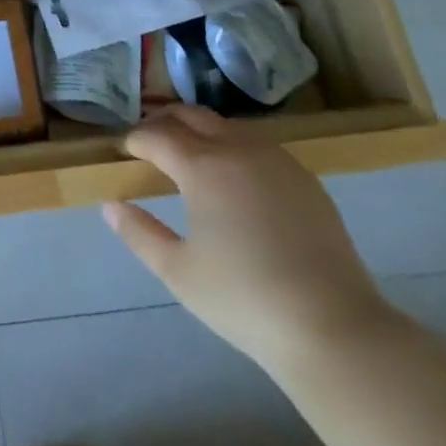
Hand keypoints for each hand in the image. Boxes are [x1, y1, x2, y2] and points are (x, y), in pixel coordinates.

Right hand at [102, 107, 392, 372]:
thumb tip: (111, 205)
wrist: (334, 329)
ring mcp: (277, 161)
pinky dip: (234, 147)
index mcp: (202, 167)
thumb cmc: (245, 300)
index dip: (135, 139)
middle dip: (164, 123)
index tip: (123, 150)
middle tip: (149, 143)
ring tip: (188, 155)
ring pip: (227, 126)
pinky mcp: (305, 180)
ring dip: (201, 131)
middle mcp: (238, 150)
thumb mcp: (178, 272)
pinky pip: (259, 145)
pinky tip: (234, 176)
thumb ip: (139, 233)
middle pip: (191, 116)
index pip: (156, 135)